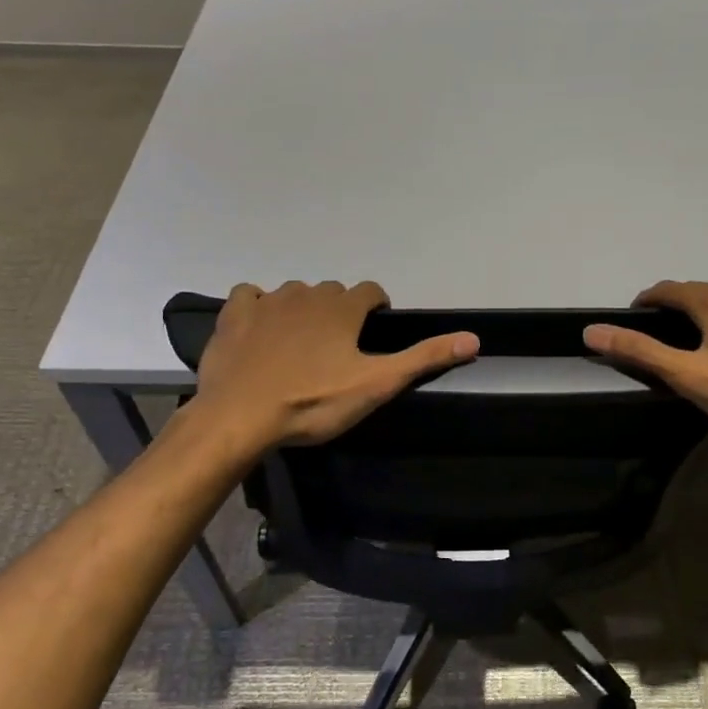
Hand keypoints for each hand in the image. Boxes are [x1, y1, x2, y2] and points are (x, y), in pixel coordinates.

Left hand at [194, 281, 478, 449]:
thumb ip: (424, 358)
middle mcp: (307, 294)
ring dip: (303, 310)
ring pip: (294, 293)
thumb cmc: (313, 402)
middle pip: (332, 293)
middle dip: (340, 311)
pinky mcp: (234, 315)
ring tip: (302, 344)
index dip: (376, 308)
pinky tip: (260, 328)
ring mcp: (267, 301)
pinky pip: (250, 296)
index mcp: (342, 308)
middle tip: (338, 348)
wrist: (240, 417)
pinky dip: (258, 306)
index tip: (374, 331)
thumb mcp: (377, 384)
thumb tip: (473, 338)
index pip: (370, 291)